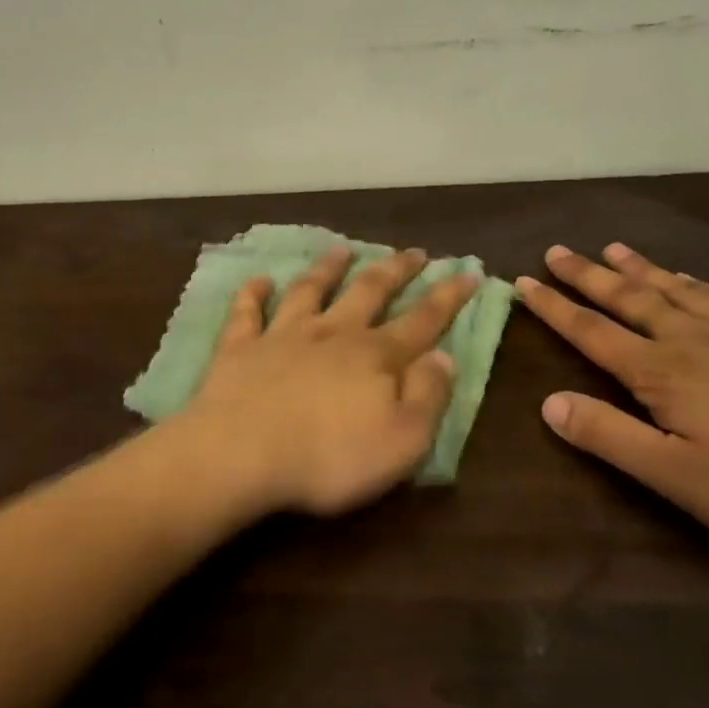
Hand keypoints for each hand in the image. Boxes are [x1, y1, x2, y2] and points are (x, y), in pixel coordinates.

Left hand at [181, 247, 478, 516]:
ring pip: (310, 290)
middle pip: (369, 292)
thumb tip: (445, 356)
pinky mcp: (240, 348)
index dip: (448, 297)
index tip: (468, 271)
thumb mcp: (402, 440)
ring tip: (343, 249)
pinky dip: (253, 294)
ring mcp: (282, 336)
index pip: (422, 321)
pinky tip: (259, 280)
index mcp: (375, 357)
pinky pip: (247, 312)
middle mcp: (332, 334)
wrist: (242, 455)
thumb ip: (428, 396)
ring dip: (328, 268)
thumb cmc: (329, 458)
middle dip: (395, 270)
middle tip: (414, 252)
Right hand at [518, 243, 708, 568]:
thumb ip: (611, 438)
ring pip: (677, 290)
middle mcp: (695, 340)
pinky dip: (696, 282)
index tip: (523, 282)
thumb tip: (548, 403)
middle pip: (630, 299)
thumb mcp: (682, 479)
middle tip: (557, 251)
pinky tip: (692, 280)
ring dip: (639, 269)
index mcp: (664, 373)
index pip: (593, 332)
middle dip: (588, 276)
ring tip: (613, 249)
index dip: (555, 308)